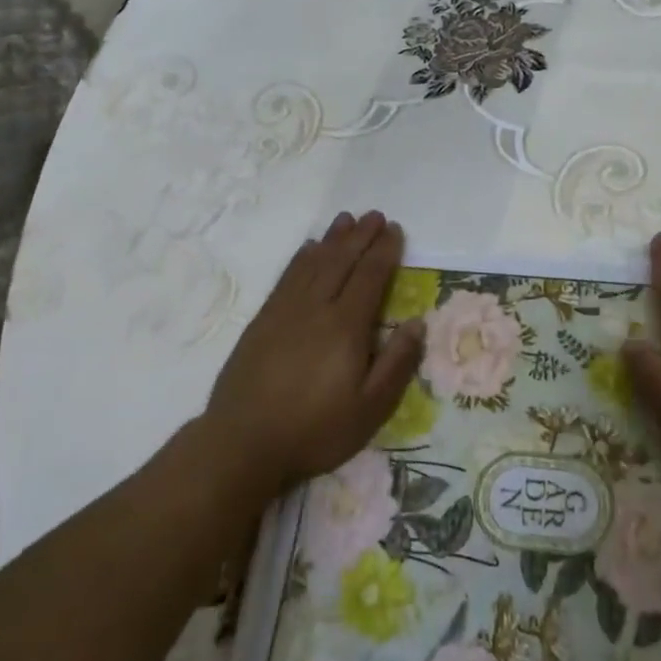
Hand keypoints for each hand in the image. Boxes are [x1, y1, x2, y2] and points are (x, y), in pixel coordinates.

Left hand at [202, 211, 423, 502]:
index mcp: (346, 327)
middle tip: (375, 215)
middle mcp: (316, 308)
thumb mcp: (369, 409)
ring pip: (314, 263)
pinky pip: (287, 277)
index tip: (394, 230)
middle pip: (342, 261)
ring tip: (346, 219)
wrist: (242, 444)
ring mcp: (285, 311)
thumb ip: (396, 363)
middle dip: (361, 236)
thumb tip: (417, 323)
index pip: (370, 277)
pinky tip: (308, 248)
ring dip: (332, 239)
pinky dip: (301, 258)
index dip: (384, 251)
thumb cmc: (314, 430)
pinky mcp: (262, 321)